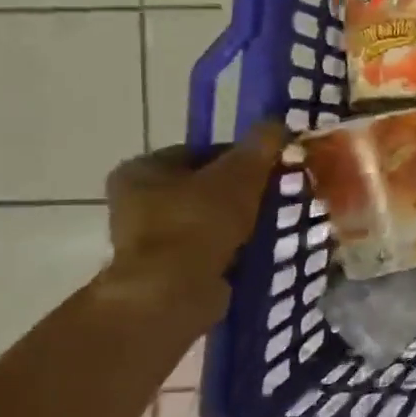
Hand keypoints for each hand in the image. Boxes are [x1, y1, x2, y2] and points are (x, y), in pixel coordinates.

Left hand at [101, 122, 287, 324]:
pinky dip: (233, 247)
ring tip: (275, 222)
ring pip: (210, 218)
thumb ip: (260, 145)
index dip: (242, 156)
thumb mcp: (239, 174)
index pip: (203, 151)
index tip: (273, 167)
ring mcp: (150, 238)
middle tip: (278, 194)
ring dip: (241, 220)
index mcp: (142, 169)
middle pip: (206, 186)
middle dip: (243, 191)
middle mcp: (136, 201)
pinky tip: (259, 247)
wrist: (172, 293)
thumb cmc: (198, 222)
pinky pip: (210, 247)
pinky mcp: (167, 268)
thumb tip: (278, 123)